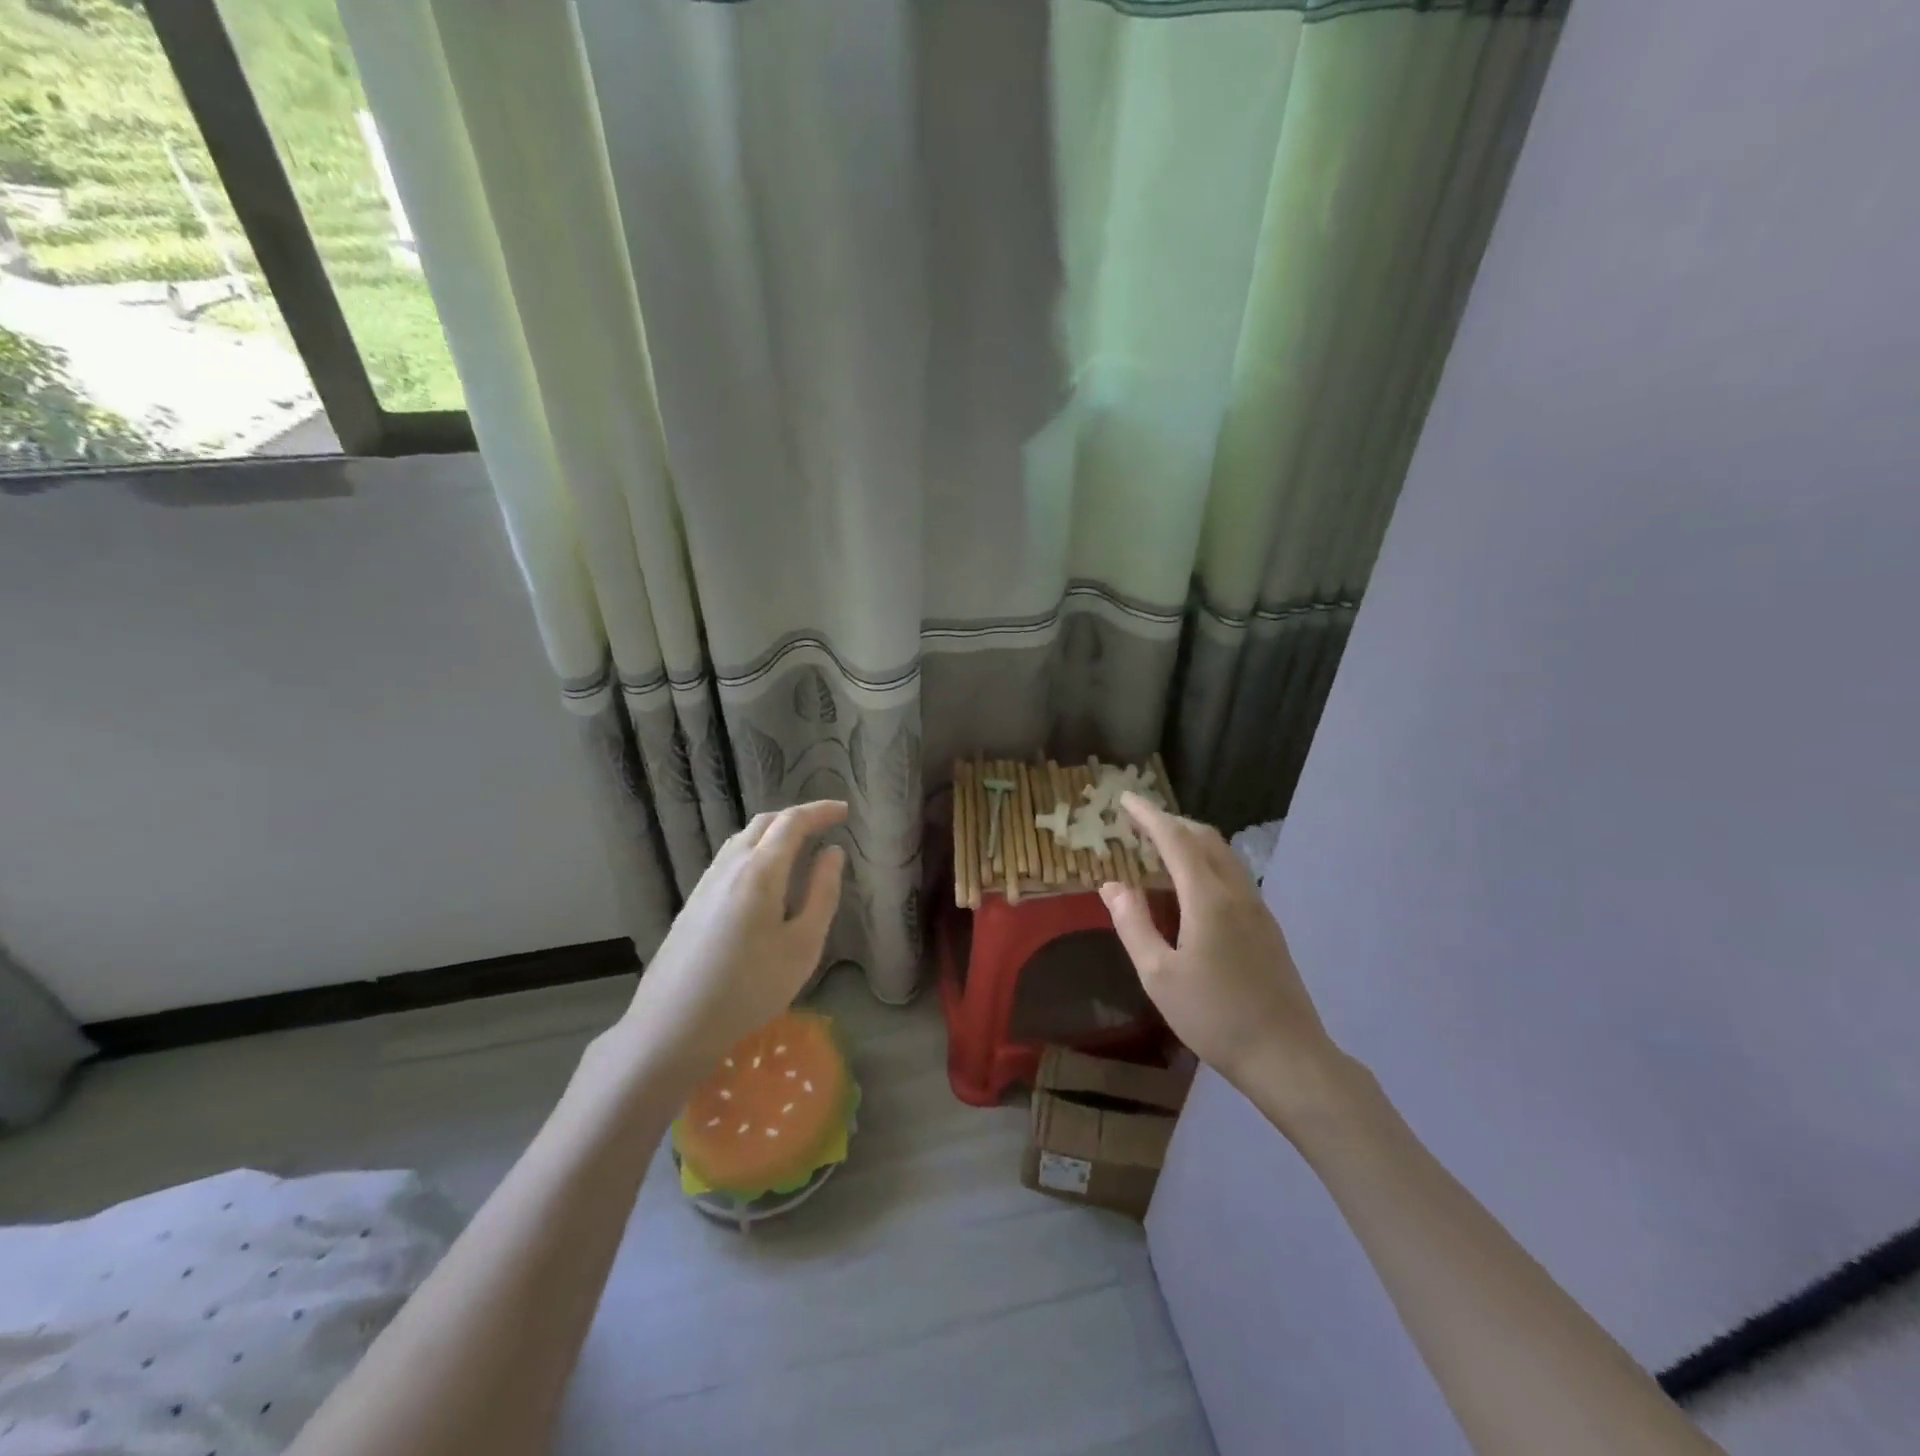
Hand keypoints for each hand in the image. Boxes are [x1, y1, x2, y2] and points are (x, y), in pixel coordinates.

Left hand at [605, 801, 846, 1082]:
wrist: (674, 1024)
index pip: (792, 822)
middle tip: (824, 824)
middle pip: (764, 823)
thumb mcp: (802, 945)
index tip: (844, 811)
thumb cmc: (750, 987)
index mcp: (760, 870)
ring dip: (773, 832)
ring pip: (743, 839)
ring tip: (798, 845)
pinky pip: (730, 858)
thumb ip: (822, 893)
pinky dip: (755, 849)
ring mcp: (706, 882)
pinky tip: (764, 876)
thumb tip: (833, 853)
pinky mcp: (693, 901)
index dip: (820, 811)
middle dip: (797, 817)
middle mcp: (730, 865)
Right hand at [1101, 794, 1342, 1117]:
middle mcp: (1236, 892)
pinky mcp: (1267, 925)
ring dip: (1191, 839)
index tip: (1125, 798)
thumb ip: (1133, 924)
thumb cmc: (1214, 1016)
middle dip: (1171, 821)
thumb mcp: (1158, 975)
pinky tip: (1191, 885)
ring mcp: (1257, 907)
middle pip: (1205, 837)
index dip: (1149, 815)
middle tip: (1139, 822)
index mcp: (1208, 898)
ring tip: (1161, 847)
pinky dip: (1206, 860)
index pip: (1175, 839)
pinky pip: (1233, 873)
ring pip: (1223, 854)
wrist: (1286, 1056)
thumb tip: (1112, 884)